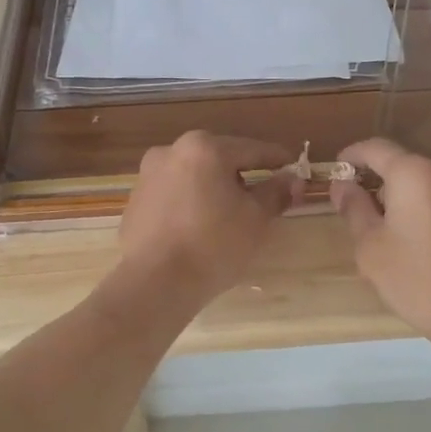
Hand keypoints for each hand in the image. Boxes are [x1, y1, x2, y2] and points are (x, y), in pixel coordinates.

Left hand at [118, 132, 301, 303]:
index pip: (252, 150)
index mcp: (204, 148)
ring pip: (194, 176)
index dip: (278, 160)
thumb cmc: (214, 245)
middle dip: (242, 175)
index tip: (295, 169)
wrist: (155, 283)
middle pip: (219, 159)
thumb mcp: (256, 218)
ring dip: (214, 189)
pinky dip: (190, 204)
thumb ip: (276, 192)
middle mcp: (171, 151)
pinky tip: (200, 229)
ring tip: (230, 216)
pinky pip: (173, 196)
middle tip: (264, 197)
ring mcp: (148, 176)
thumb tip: (292, 178)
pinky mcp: (135, 202)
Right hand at [332, 137, 430, 345]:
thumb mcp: (371, 248)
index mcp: (414, 174)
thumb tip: (343, 184)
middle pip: (410, 167)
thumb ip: (354, 207)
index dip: (354, 156)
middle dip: (389, 185)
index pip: (376, 148)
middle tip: (376, 217)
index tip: (341, 170)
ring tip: (415, 235)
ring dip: (422, 199)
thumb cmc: (417, 281)